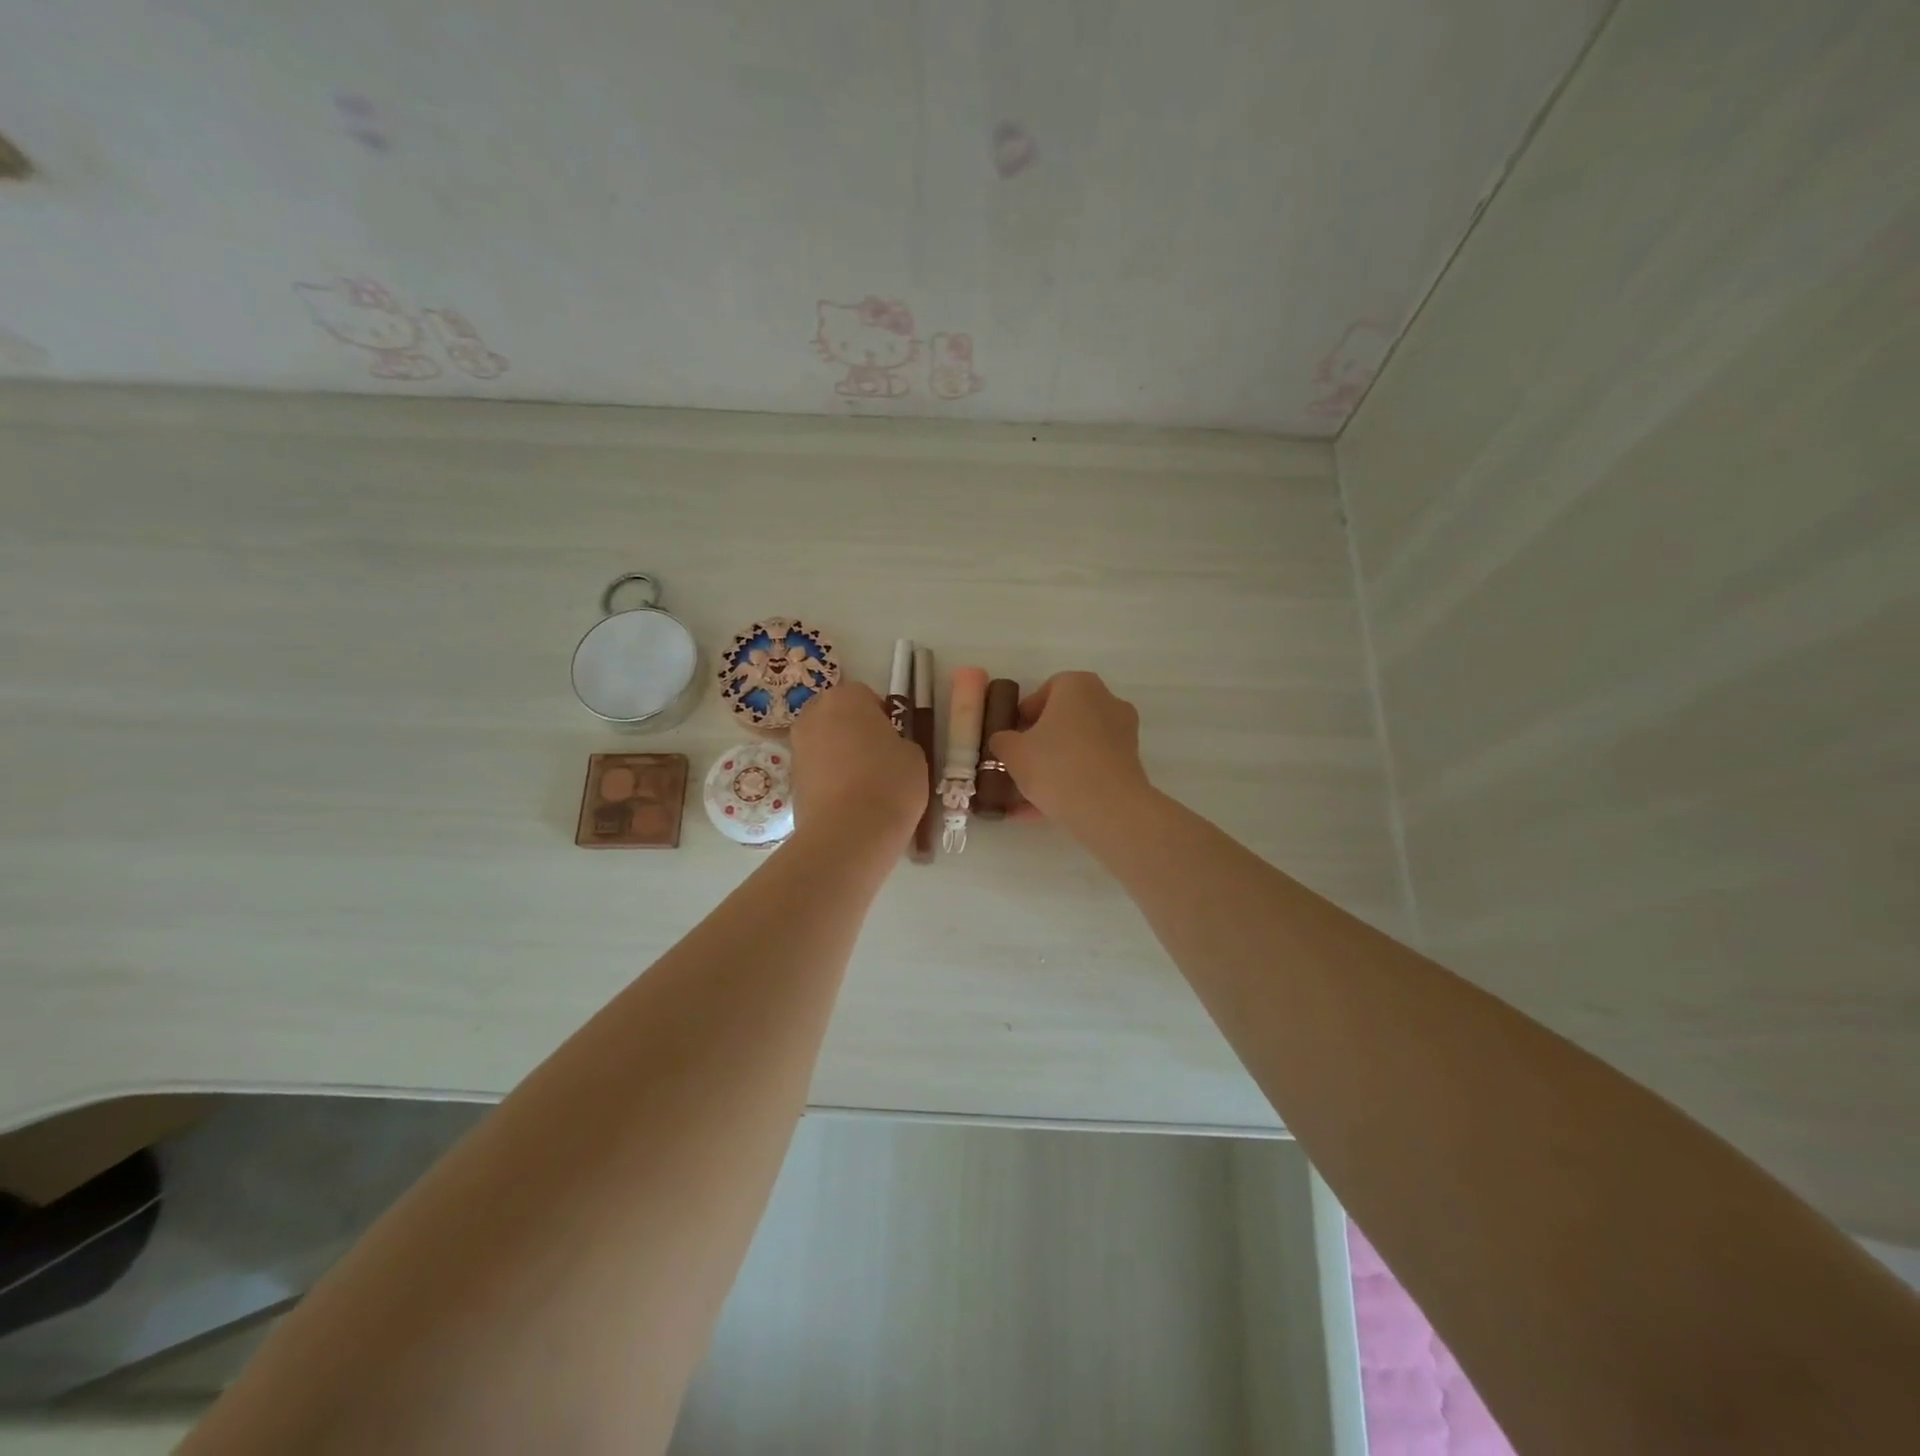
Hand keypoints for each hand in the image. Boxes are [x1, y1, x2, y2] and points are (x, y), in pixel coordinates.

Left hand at [789, 682, 927, 845]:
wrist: (849, 834)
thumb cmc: (889, 782)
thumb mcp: (913, 755)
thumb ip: (898, 741)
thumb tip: (887, 748)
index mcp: (846, 698)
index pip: (866, 696)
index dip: (882, 716)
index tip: (894, 739)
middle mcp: (813, 715)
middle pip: (837, 716)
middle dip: (854, 731)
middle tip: (878, 758)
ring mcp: (797, 748)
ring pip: (824, 743)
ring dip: (839, 755)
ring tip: (864, 784)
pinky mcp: (791, 780)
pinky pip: (816, 770)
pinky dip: (829, 779)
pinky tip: (848, 802)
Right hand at [987, 671, 1152, 835]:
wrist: (1108, 808)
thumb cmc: (1056, 766)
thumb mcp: (1013, 752)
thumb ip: (1002, 741)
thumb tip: (1004, 741)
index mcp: (1078, 685)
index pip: (1045, 691)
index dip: (1025, 715)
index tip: (1012, 738)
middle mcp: (1106, 700)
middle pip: (1065, 718)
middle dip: (1042, 741)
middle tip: (1021, 764)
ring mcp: (1124, 732)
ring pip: (1079, 747)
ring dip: (1056, 765)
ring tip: (1029, 796)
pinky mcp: (1131, 763)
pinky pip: (1093, 767)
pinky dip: (1073, 782)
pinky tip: (1048, 809)